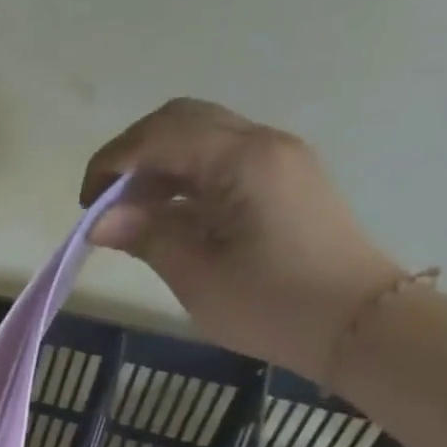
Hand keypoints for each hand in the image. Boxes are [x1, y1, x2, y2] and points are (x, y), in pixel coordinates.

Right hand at [81, 98, 405, 381]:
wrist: (359, 325)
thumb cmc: (271, 304)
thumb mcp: (196, 274)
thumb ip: (147, 236)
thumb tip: (99, 221)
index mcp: (241, 160)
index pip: (159, 135)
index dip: (112, 162)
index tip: (87, 206)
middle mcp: (262, 144)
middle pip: (181, 121)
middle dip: (132, 156)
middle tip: (106, 204)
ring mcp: (278, 160)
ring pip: (201, 138)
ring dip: (157, 168)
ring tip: (132, 217)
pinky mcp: (283, 181)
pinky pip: (221, 161)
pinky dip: (183, 179)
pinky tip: (168, 217)